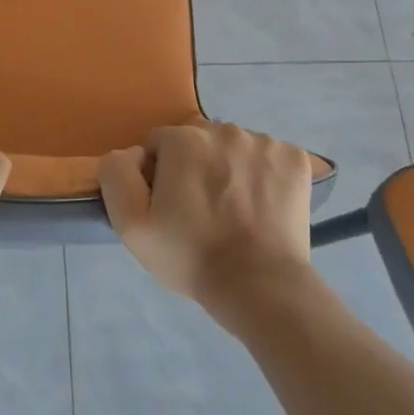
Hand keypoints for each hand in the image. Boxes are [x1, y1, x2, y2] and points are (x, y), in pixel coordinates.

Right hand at [98, 123, 314, 323]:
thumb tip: (132, 154)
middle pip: (198, 141)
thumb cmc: (189, 254)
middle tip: (200, 211)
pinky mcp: (296, 159)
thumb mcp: (130, 224)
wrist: (259, 285)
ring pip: (234, 148)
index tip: (169, 208)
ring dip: (228, 168)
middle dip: (194, 167)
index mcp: (183, 139)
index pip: (159, 145)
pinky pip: (268, 157)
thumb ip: (117, 174)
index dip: (159, 176)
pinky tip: (260, 206)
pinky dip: (263, 175)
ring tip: (233, 212)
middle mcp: (225, 129)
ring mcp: (266, 142)